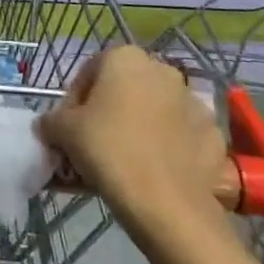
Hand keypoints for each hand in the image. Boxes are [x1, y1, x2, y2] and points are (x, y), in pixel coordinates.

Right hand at [34, 45, 231, 237]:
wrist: (168, 206)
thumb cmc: (109, 150)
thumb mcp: (63, 131)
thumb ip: (51, 120)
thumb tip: (48, 126)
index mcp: (126, 58)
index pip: (90, 72)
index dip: (75, 100)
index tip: (70, 128)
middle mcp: (163, 70)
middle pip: (125, 89)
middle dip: (110, 111)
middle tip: (96, 143)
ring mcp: (194, 103)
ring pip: (156, 112)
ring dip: (141, 128)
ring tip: (126, 161)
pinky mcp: (215, 137)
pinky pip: (183, 138)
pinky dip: (170, 149)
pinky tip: (156, 173)